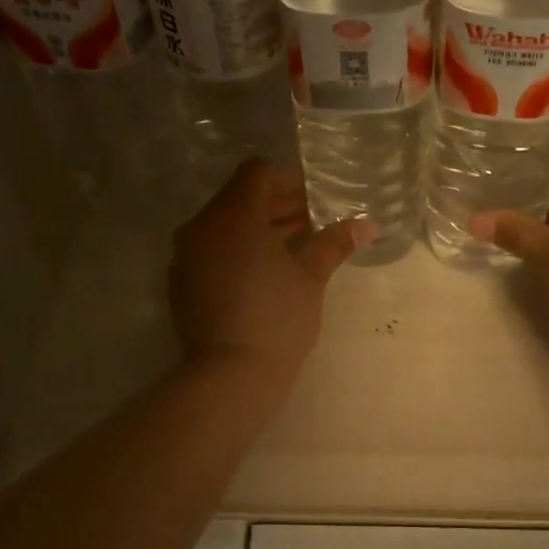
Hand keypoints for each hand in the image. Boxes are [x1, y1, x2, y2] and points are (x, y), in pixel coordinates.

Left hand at [169, 160, 370, 392]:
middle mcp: (203, 226)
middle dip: (277, 204)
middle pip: (240, 197)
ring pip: (225, 225)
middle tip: (313, 221)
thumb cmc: (277, 318)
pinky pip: (212, 250)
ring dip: (258, 228)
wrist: (230, 376)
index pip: (258, 173)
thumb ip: (334, 243)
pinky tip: (265, 272)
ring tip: (295, 247)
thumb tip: (366, 224)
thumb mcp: (311, 277)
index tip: (318, 198)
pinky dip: (238, 250)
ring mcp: (187, 255)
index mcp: (234, 214)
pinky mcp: (182, 282)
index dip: (291, 180)